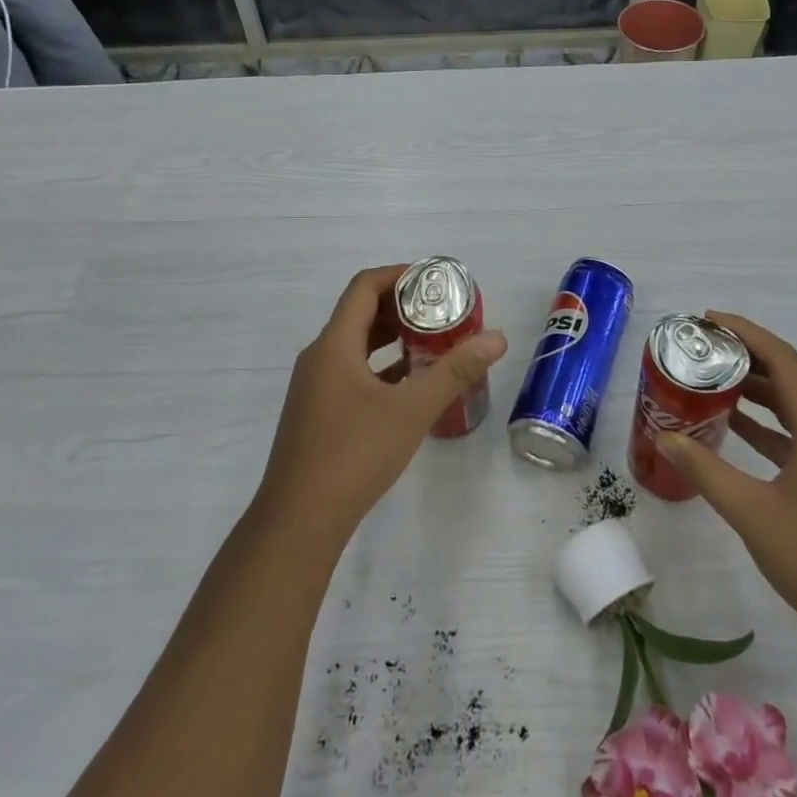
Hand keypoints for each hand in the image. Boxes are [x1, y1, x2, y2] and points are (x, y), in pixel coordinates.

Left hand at [253, 265, 507, 546]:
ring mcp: (315, 387)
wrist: (299, 522)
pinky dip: (381, 366)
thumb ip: (454, 371)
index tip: (435, 281)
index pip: (364, 287)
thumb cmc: (354, 455)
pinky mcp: (318, 412)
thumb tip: (497, 337)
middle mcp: (319, 357)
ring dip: (392, 337)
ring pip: (356, 345)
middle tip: (443, 311)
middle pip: (360, 312)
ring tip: (433, 341)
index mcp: (334, 345)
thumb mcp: (412, 410)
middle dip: (401, 306)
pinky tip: (410, 383)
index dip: (399, 275)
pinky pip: (352, 371)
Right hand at [655, 312, 796, 659]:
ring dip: (755, 390)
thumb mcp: (752, 512)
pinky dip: (766, 425)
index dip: (744, 332)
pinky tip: (735, 428)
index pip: (782, 359)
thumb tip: (665, 437)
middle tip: (700, 349)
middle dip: (745, 357)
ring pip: (793, 406)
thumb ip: (706, 470)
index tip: (706, 320)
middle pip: (789, 376)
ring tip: (710, 380)